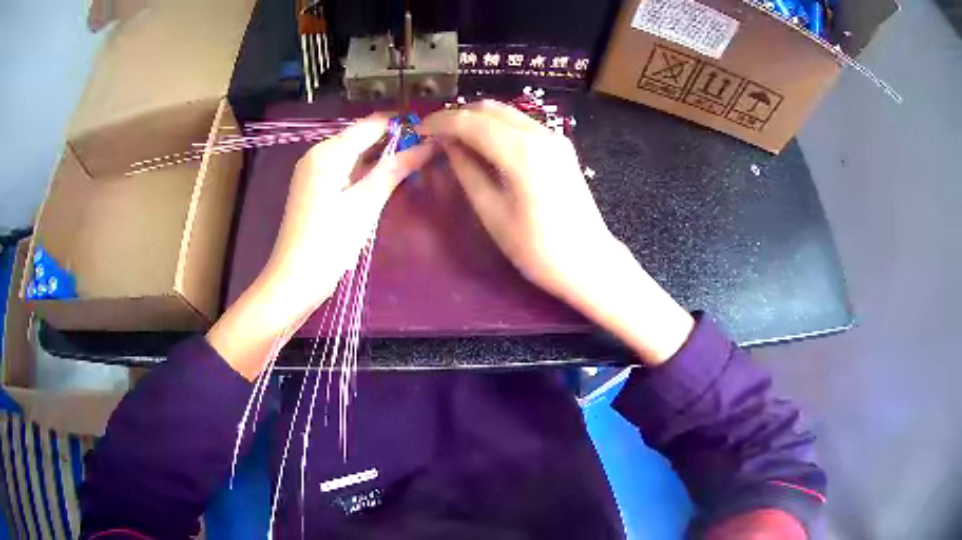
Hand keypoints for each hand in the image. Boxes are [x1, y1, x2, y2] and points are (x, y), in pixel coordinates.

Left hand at [208, 115, 433, 379]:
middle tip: (427, 148)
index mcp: (329, 152)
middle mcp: (318, 153)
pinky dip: (365, 169)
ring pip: (353, 152)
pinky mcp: (313, 187)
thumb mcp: (366, 204)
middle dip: (393, 139)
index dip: (402, 123)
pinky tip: (386, 177)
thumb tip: (427, 144)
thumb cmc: (330, 242)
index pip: (372, 124)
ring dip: (381, 155)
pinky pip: (344, 168)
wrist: (294, 279)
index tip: (431, 130)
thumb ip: (395, 170)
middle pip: (361, 136)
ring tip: (414, 160)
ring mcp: (313, 170)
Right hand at [421, 101, 692, 363]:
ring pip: (507, 113)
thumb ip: (467, 171)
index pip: (471, 121)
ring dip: (477, 119)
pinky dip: (497, 126)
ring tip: (453, 139)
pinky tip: (483, 145)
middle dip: (458, 115)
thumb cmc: (537, 248)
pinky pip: (521, 124)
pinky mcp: (560, 146)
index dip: (441, 122)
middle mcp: (540, 134)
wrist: (588, 261)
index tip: (419, 130)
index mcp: (521, 151)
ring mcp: (554, 137)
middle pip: (490, 108)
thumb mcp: (492, 212)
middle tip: (434, 134)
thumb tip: (448, 145)